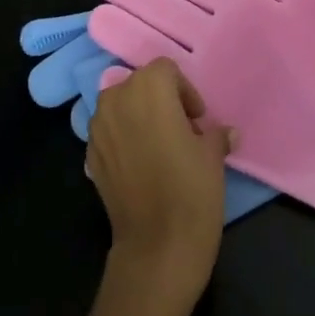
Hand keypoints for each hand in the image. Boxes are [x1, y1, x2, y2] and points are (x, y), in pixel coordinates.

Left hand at [87, 59, 236, 309]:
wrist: (157, 245)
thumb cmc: (192, 189)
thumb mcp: (213, 156)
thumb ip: (215, 134)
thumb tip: (225, 132)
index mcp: (148, 88)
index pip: (166, 70)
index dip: (185, 91)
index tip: (197, 119)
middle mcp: (117, 98)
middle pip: (139, 84)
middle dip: (159, 100)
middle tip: (181, 129)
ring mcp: (98, 126)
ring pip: (120, 105)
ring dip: (138, 116)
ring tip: (159, 146)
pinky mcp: (89, 153)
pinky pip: (108, 131)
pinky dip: (122, 138)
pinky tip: (140, 165)